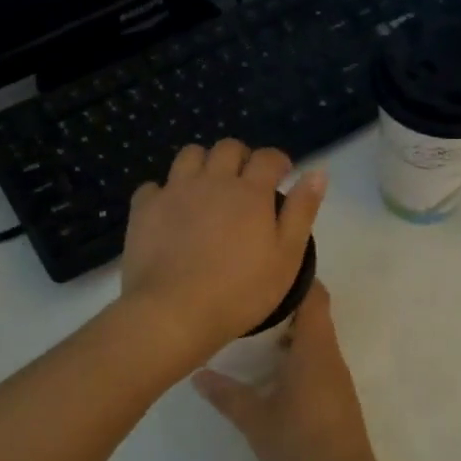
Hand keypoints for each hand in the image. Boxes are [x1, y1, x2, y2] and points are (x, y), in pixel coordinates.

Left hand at [120, 139, 324, 368]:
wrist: (174, 312)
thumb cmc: (240, 292)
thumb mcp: (286, 257)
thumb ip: (302, 211)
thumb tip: (317, 172)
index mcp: (250, 192)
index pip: (268, 157)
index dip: (278, 162)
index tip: (281, 175)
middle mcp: (212, 181)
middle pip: (227, 148)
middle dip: (241, 158)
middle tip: (245, 183)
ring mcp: (174, 191)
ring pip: (189, 155)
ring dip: (203, 164)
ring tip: (207, 189)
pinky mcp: (144, 209)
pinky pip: (154, 186)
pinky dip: (165, 192)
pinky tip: (170, 211)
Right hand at [192, 283, 381, 460]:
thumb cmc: (302, 447)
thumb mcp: (256, 420)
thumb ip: (227, 395)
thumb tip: (197, 374)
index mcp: (314, 349)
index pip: (315, 296)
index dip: (296, 278)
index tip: (265, 272)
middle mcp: (330, 355)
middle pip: (313, 314)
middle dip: (283, 306)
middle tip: (245, 305)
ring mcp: (336, 376)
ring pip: (314, 338)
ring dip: (287, 333)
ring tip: (249, 334)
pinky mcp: (336, 396)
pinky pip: (316, 360)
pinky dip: (294, 355)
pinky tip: (268, 371)